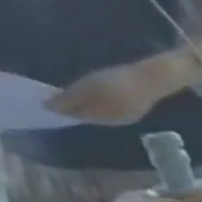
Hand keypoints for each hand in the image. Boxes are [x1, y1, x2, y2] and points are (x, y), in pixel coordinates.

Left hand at [46, 59, 172, 124]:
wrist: (153, 79)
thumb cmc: (118, 82)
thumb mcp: (88, 88)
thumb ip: (69, 99)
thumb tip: (49, 108)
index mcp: (102, 117)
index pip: (75, 115)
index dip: (61, 107)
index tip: (48, 97)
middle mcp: (115, 121)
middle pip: (89, 115)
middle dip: (76, 107)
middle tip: (63, 94)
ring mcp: (128, 116)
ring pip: (102, 113)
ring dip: (90, 105)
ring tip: (82, 92)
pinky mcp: (137, 109)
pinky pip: (114, 109)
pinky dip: (104, 103)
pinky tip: (103, 94)